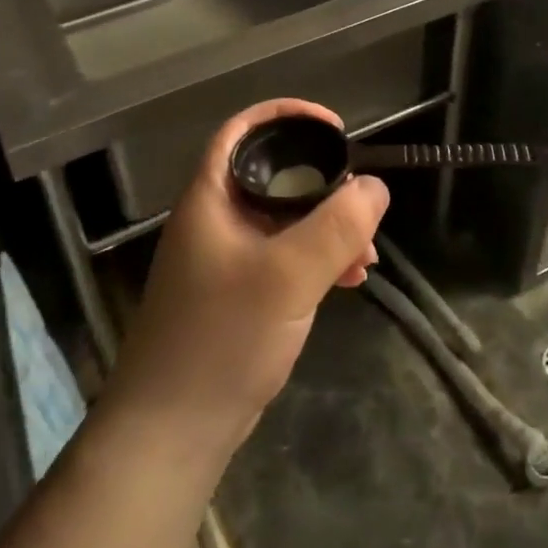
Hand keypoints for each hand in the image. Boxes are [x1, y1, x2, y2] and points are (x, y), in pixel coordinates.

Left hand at [106, 100, 387, 455]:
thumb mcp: (287, 276)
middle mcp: (216, 219)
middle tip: (362, 204)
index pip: (243, 131)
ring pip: (285, 220)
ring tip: (366, 256)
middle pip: (273, 176)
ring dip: (328, 228)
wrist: (172, 431)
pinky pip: (285, 256)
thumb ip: (334, 227)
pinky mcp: (239, 292)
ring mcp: (227, 257)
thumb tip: (374, 186)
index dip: (286, 116)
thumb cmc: (222, 339)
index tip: (334, 129)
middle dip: (324, 185)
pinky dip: (318, 259)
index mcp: (211, 198)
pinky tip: (349, 280)